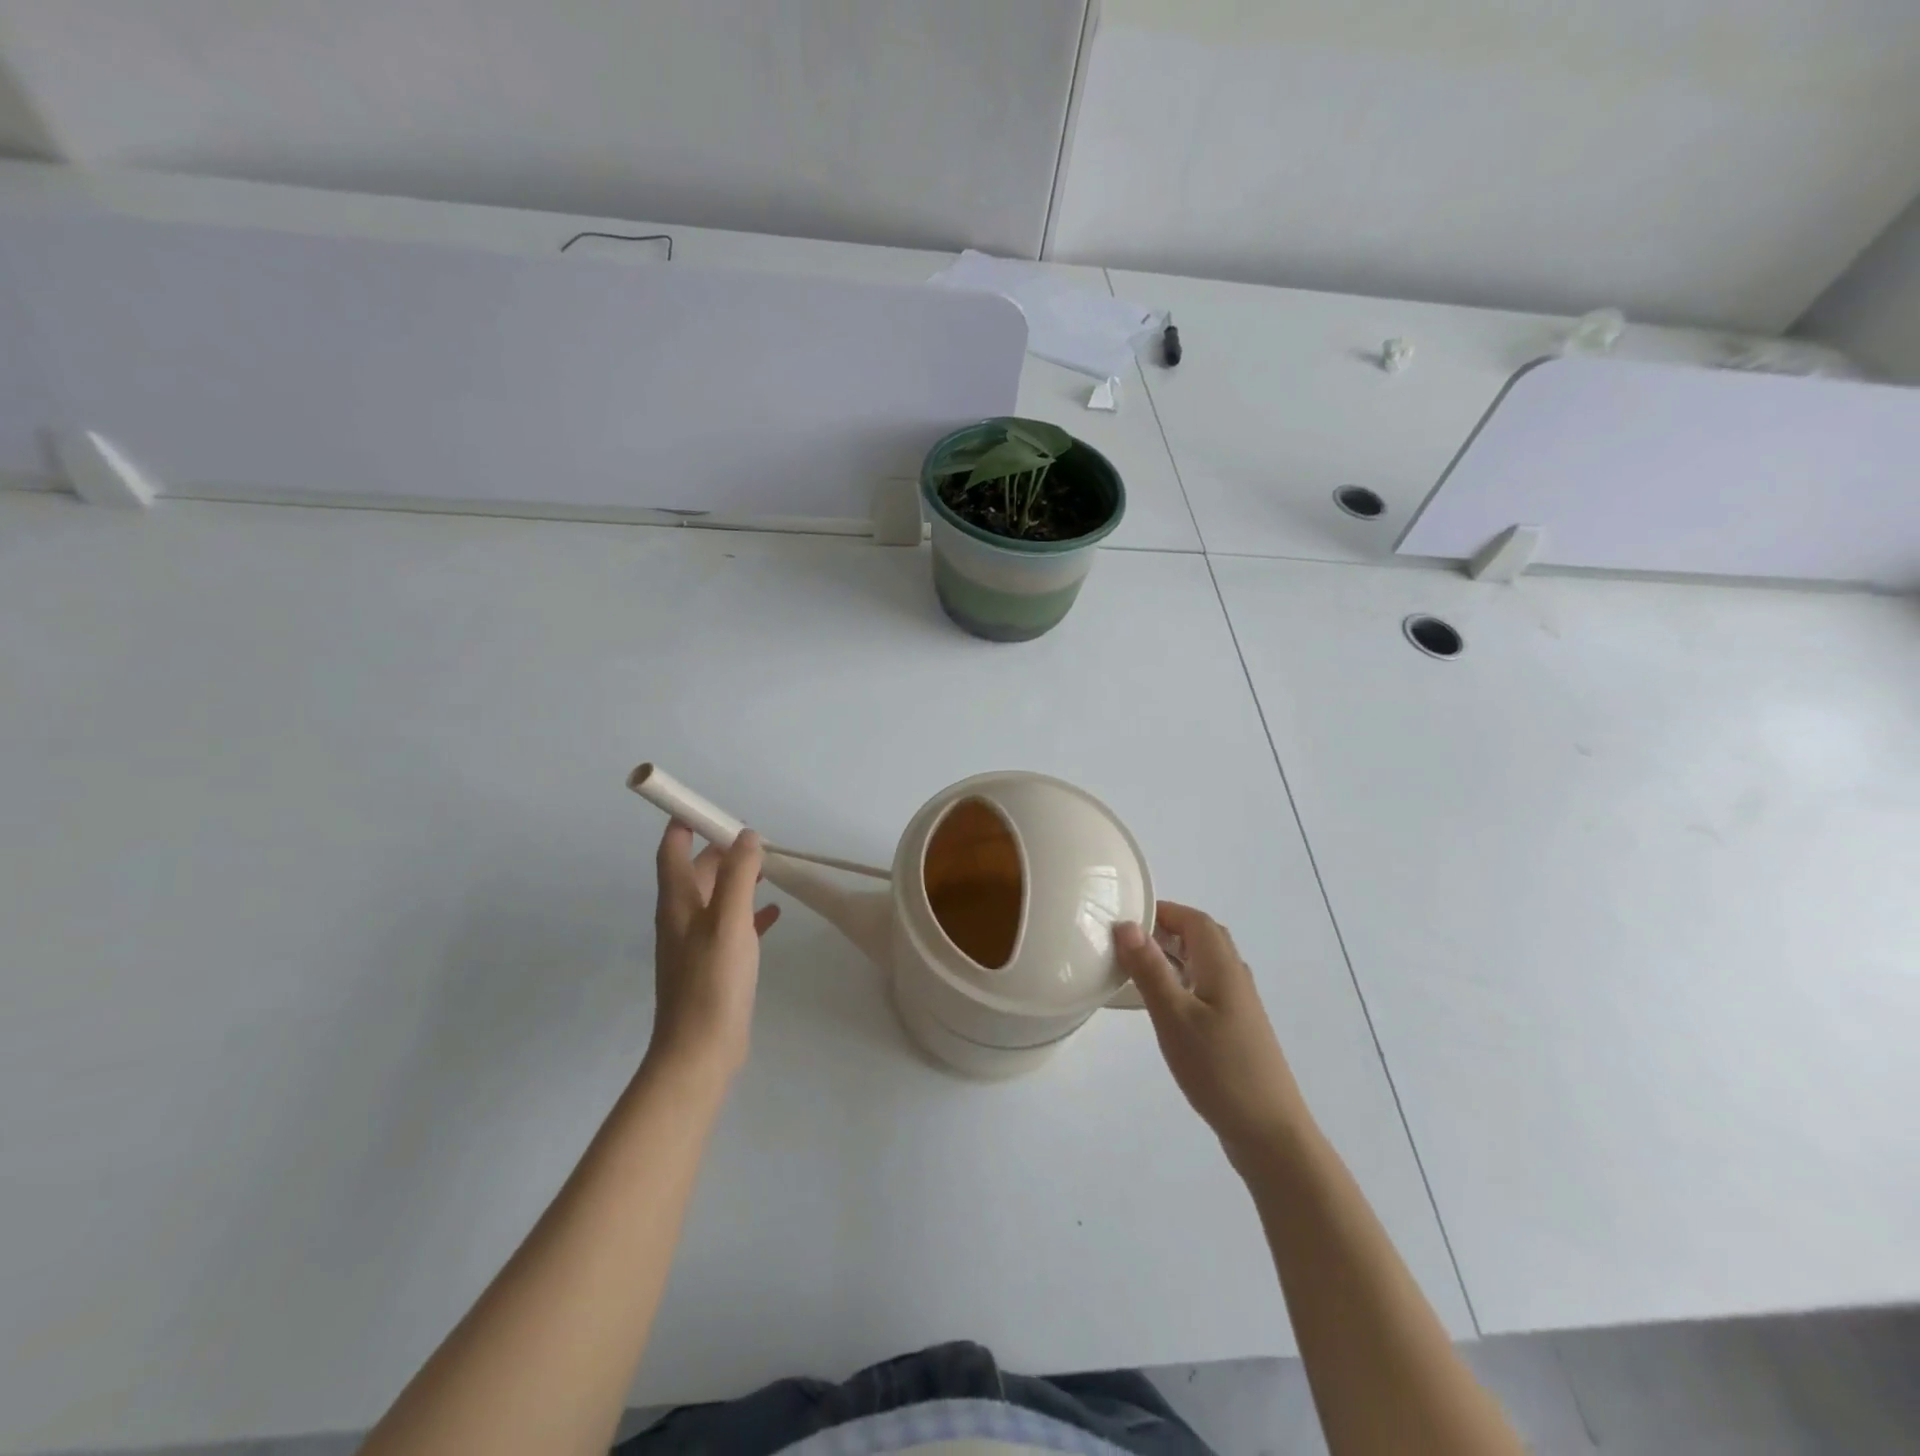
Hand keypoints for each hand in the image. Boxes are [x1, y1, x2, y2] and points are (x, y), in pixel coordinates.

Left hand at [649, 823, 780, 1082]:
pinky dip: (750, 911)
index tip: (708, 806)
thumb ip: (738, 875)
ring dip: (739, 878)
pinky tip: (774, 913)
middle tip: (755, 838)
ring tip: (769, 868)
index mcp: (678, 902)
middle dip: (722, 849)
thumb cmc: (712, 982)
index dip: (684, 824)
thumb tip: (746, 835)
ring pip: (717, 896)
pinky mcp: (714, 964)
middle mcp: (682, 917)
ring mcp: (697, 942)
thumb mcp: (728, 922)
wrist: (700, 1051)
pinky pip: (732, 925)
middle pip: (698, 871)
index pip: (673, 850)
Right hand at [1115, 902, 1308, 1162]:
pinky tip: (1162, 1005)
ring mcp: (1238, 1004)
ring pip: (1203, 963)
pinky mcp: (1236, 1028)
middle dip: (1165, 930)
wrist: (1269, 1133)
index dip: (1162, 910)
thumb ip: (1150, 969)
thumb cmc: (1219, 1069)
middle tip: (1127, 942)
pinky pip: (1205, 987)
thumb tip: (1127, 924)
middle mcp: (1234, 977)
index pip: (1194, 919)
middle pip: (1201, 937)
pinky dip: (1180, 981)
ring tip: (1135, 969)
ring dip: (1172, 956)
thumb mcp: (1174, 1017)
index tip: (1125, 918)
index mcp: (1222, 967)